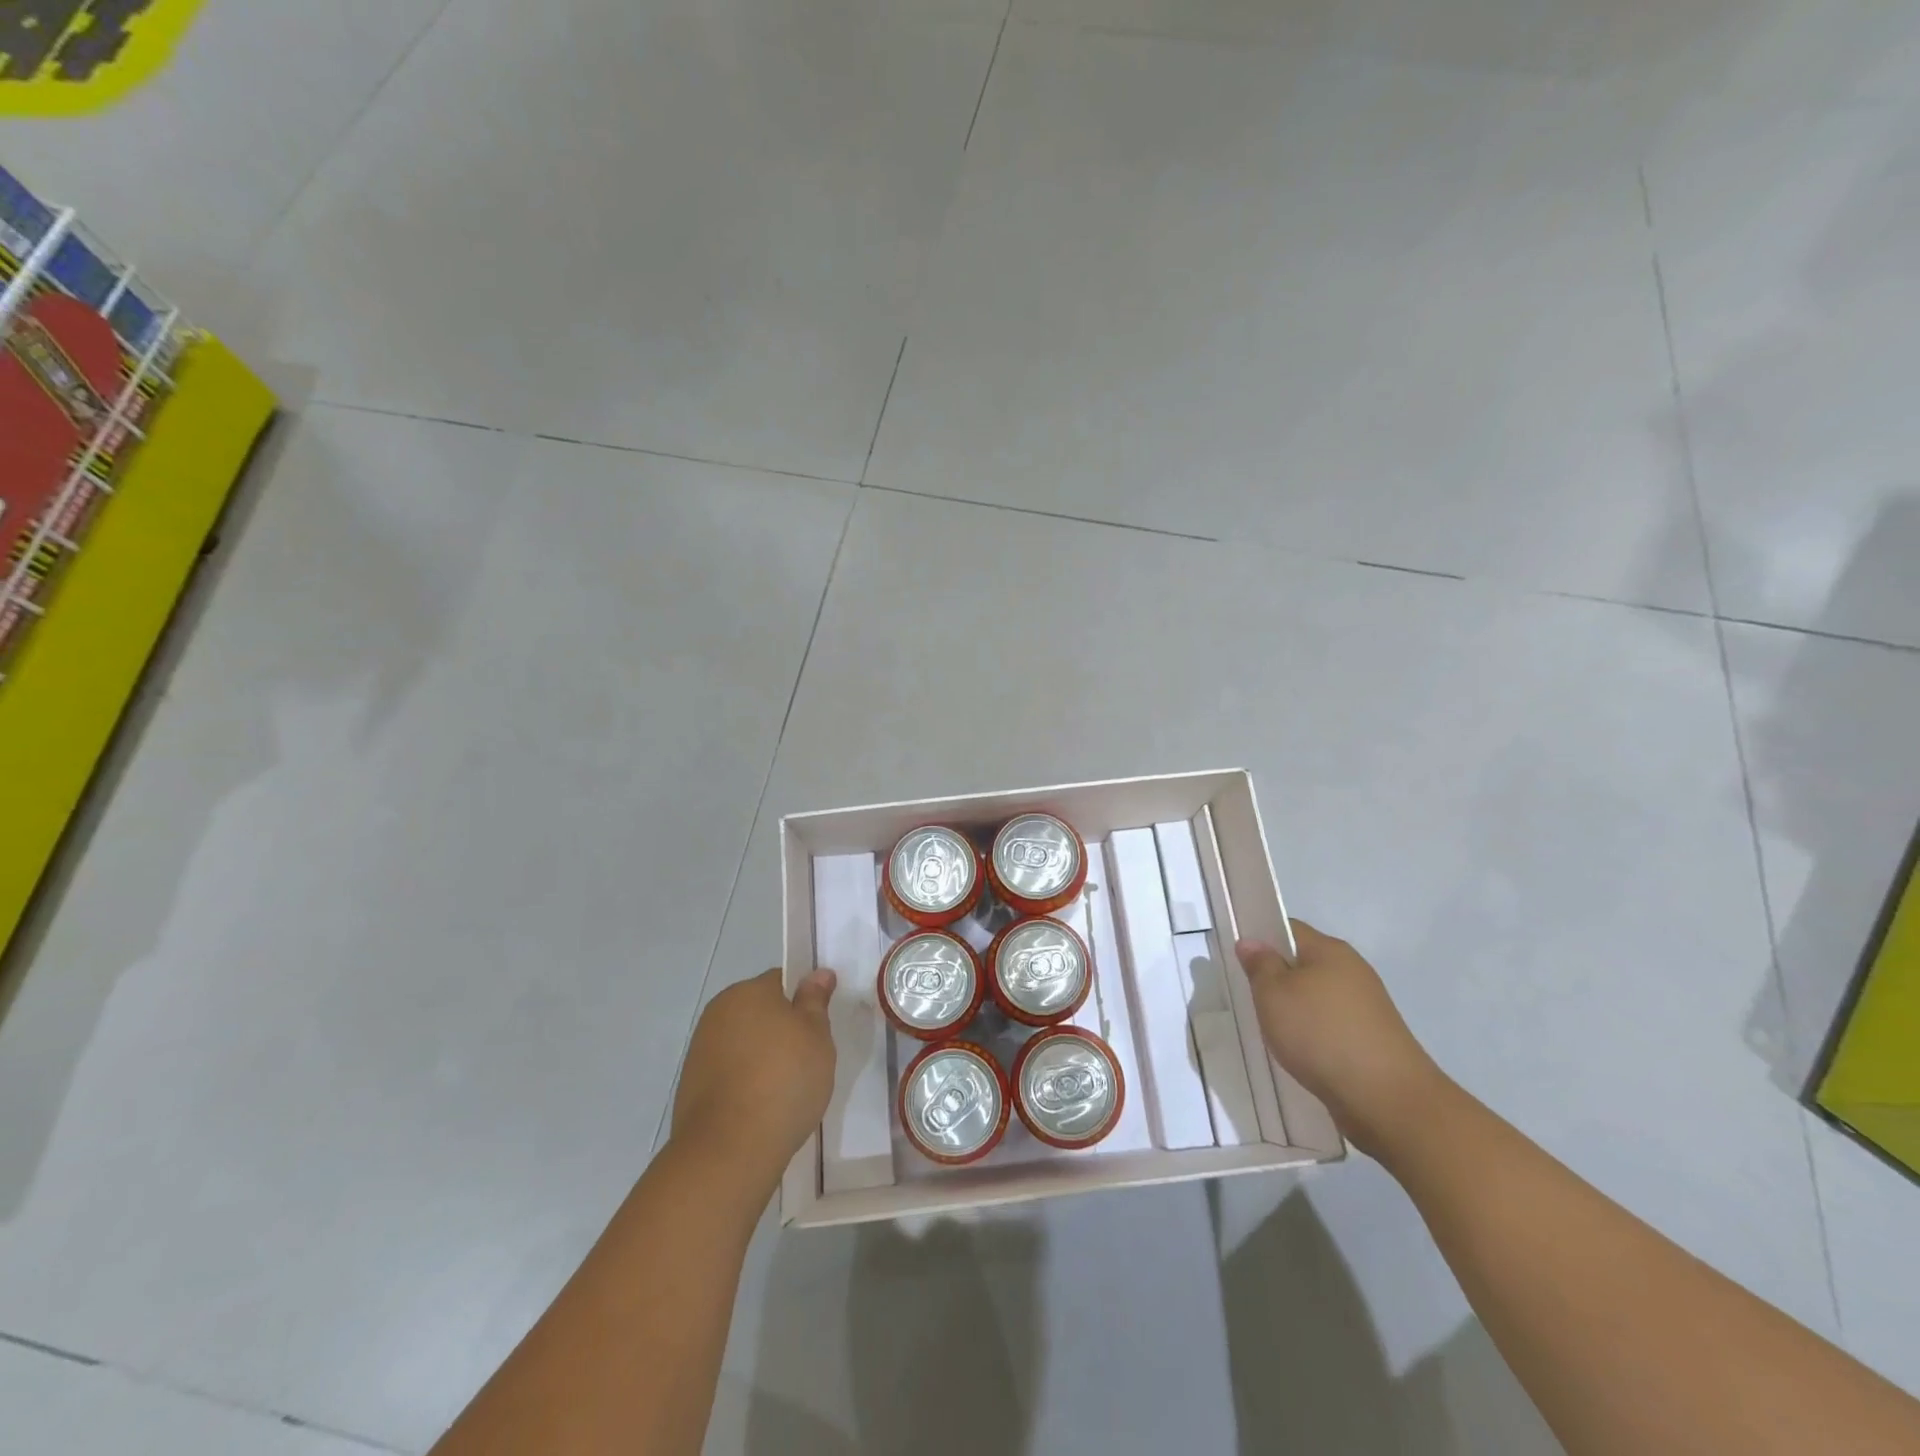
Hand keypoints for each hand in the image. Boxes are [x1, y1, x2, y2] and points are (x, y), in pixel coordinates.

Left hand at [671, 968, 836, 1178]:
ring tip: (786, 1089)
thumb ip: (815, 1000)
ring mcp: (701, 1050)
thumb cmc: (783, 1080)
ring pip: (744, 1043)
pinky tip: (762, 1107)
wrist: (729, 1150)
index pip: (781, 981)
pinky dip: (746, 1083)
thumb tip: (818, 973)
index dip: (803, 1002)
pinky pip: (730, 1073)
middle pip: (760, 1012)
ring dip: (763, 1057)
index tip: (818, 1029)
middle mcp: (718, 1012)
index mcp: (747, 991)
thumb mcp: (816, 1035)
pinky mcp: (692, 1086)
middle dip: (782, 1030)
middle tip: (807, 1059)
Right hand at [1236, 921, 1443, 1155]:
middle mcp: (1352, 971)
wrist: (1387, 1100)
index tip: (1237, 959)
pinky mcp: (1372, 1040)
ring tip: (1269, 1029)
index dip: (1260, 938)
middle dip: (1276, 978)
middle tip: (1247, 996)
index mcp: (1330, 950)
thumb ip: (1259, 965)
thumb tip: (1251, 942)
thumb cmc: (1321, 1034)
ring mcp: (1366, 1007)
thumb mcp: (1274, 994)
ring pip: (1316, 998)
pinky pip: (1331, 1026)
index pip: (1288, 929)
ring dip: (1294, 1010)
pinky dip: (1312, 1035)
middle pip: (1303, 964)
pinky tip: (1298, 1053)